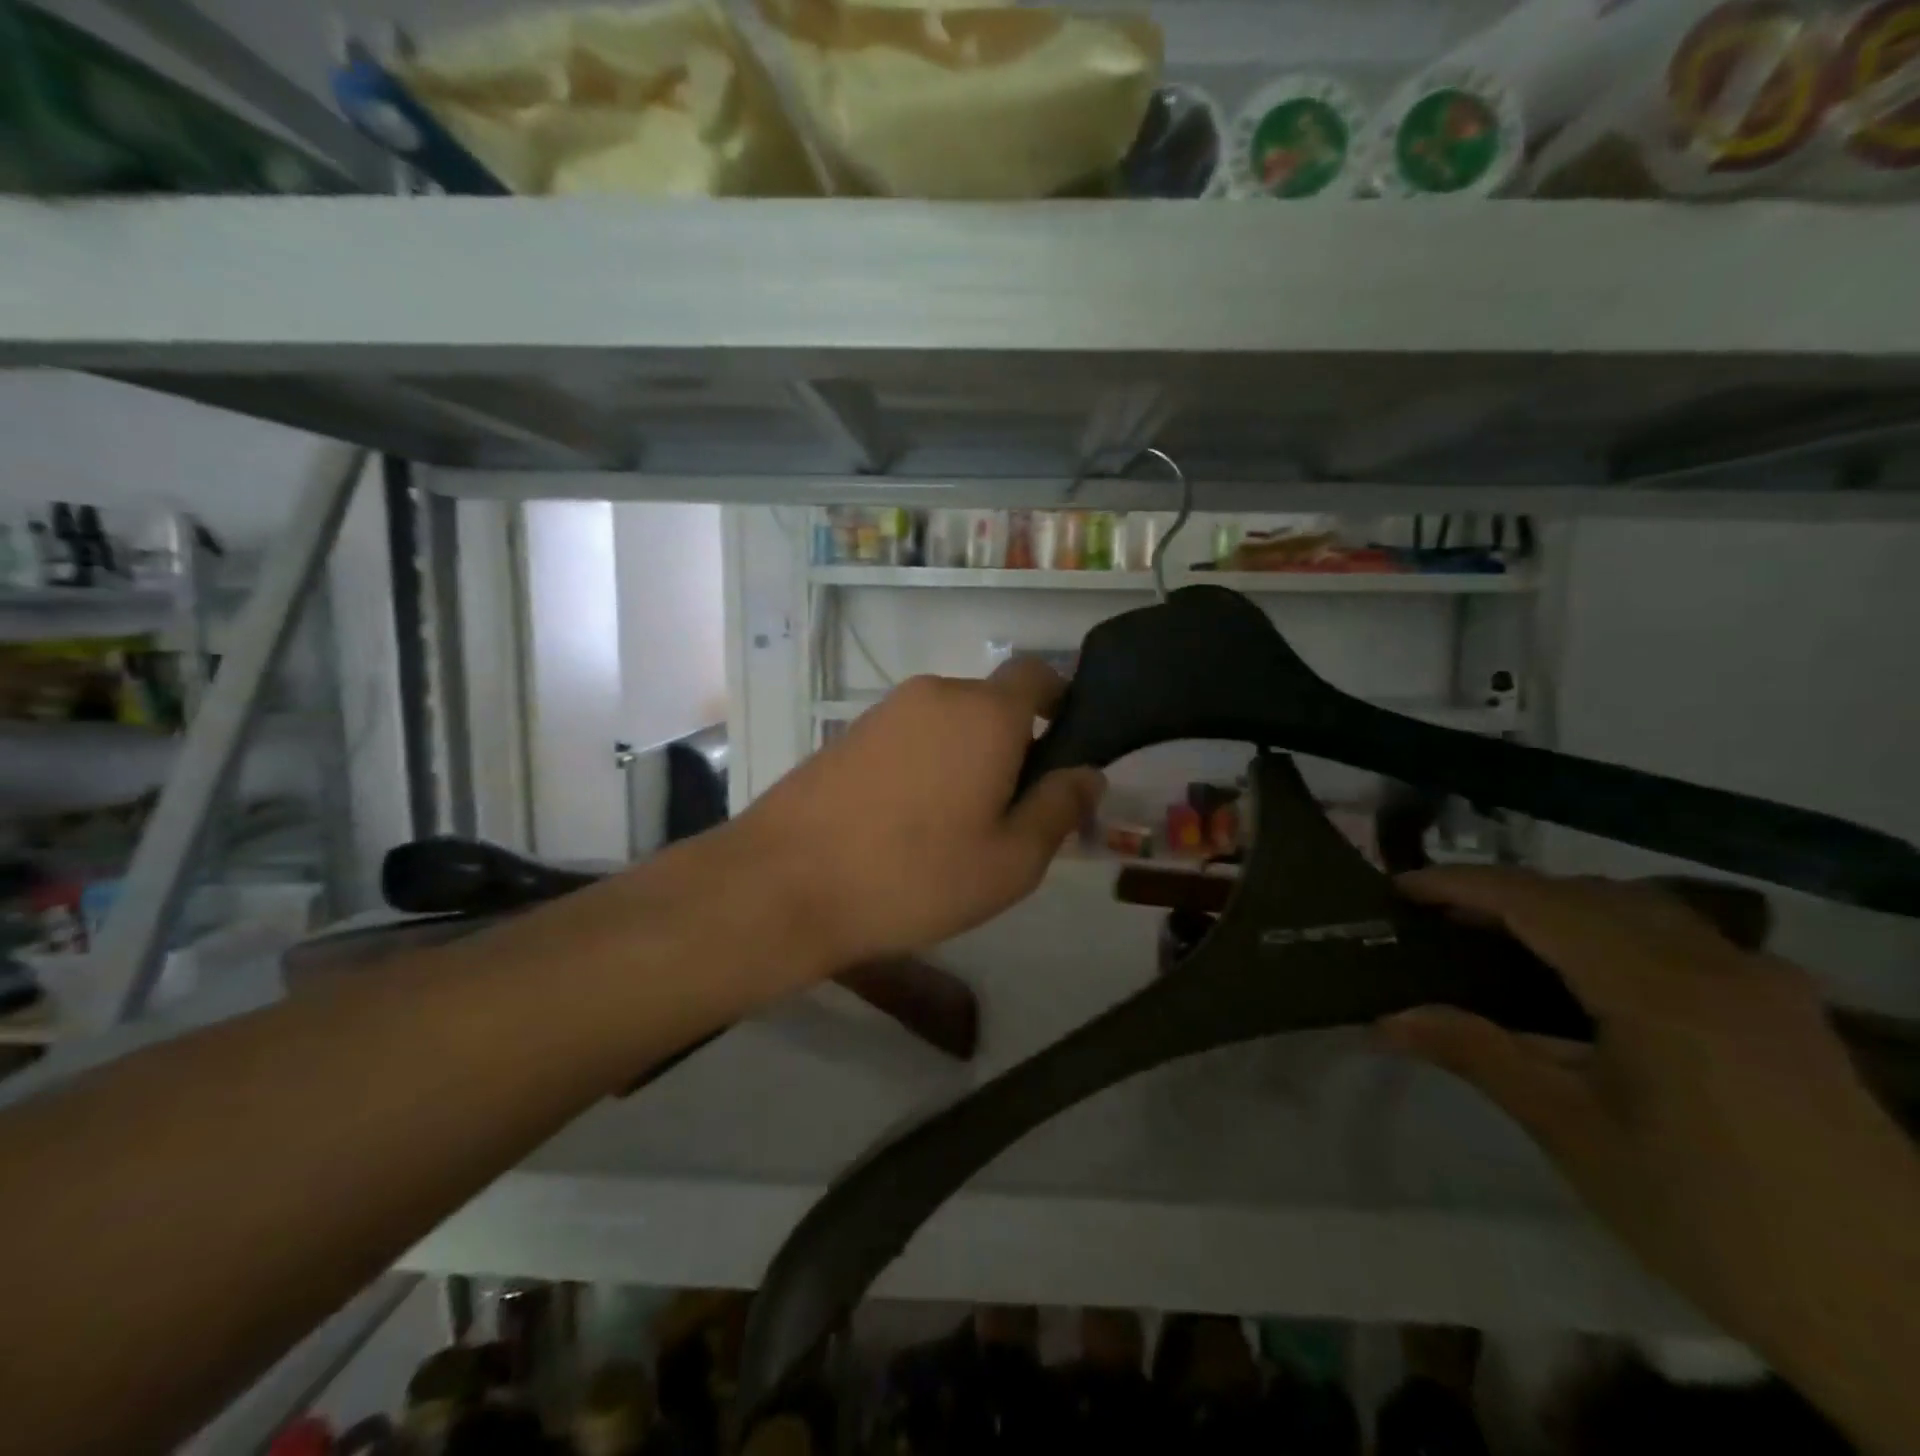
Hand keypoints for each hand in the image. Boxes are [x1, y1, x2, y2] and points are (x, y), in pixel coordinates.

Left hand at [733, 660, 1104, 975]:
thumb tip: (1088, 773)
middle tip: (1010, 813)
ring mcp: (885, 712)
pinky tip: (908, 824)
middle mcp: (936, 694)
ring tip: (956, 828)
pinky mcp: (848, 735)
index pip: (1038, 674)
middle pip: (992, 704)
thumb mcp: (1010, 861)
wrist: (785, 883)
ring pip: (948, 724)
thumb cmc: (915, 875)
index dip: (1060, 702)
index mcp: (985, 713)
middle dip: (1012, 745)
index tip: (1064, 750)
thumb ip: (1059, 809)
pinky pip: (909, 738)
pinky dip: (925, 765)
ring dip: (966, 759)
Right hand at [1383, 867, 1919, 1453]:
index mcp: (1661, 993)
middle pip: (1588, 893)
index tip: (1400, 888)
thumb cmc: (1716, 1226)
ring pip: (1640, 907)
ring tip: (1501, 937)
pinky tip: (1590, 974)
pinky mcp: (1788, 1011)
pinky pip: (1681, 936)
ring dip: (1561, 906)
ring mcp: (1765, 985)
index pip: (1538, 903)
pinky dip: (1612, 929)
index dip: (1461, 885)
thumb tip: (1386, 1020)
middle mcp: (1718, 967)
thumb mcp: (1576, 1137)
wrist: (1910, 1326)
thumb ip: (1479, 1055)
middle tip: (1440, 918)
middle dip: (1504, 892)